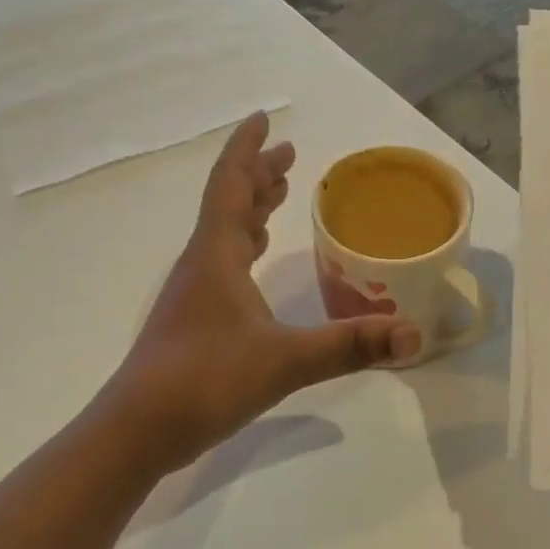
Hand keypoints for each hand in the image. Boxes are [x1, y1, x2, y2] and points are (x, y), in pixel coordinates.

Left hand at [103, 113, 420, 475]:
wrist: (137, 429)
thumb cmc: (205, 380)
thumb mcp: (285, 361)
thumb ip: (349, 345)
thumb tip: (412, 334)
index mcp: (217, 254)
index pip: (230, 184)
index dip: (247, 149)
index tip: (263, 119)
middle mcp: (202, 262)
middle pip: (229, 202)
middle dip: (258, 174)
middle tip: (289, 154)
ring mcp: (193, 291)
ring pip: (224, 232)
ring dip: (250, 206)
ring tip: (276, 192)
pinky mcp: (193, 318)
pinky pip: (222, 261)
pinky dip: (244, 244)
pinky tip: (255, 261)